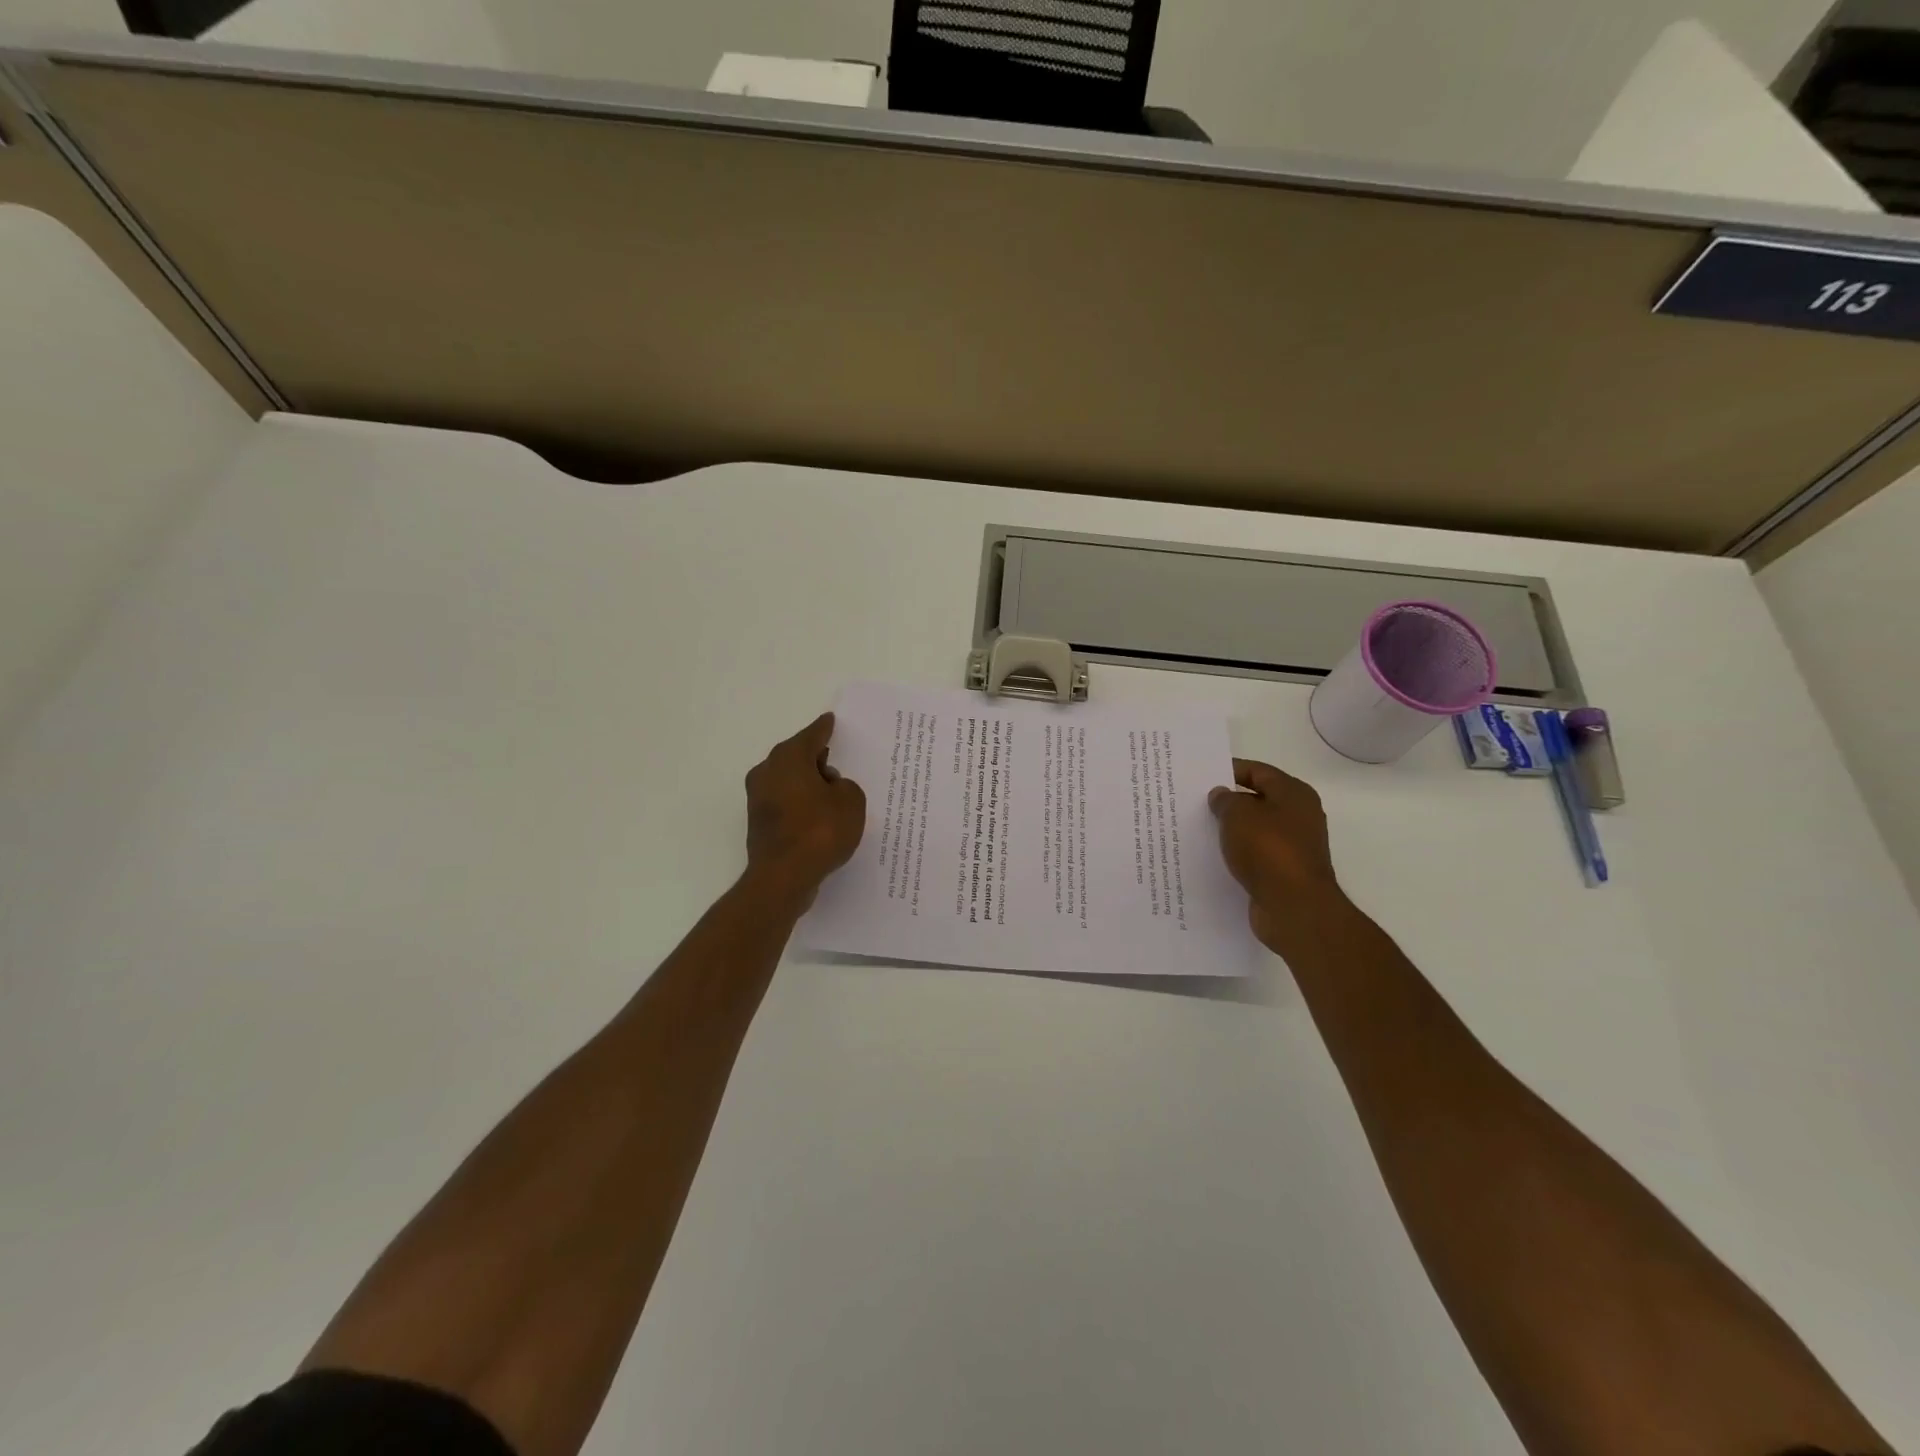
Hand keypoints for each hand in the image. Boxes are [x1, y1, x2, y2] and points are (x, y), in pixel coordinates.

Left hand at [744, 714, 866, 905]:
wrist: (783, 878)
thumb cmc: (820, 831)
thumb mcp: (851, 802)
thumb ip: (844, 787)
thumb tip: (829, 789)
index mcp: (788, 758)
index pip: (811, 736)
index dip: (824, 729)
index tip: (830, 720)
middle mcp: (767, 772)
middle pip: (796, 757)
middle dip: (815, 758)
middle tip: (835, 759)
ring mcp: (759, 799)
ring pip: (789, 781)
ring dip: (808, 784)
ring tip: (832, 793)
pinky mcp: (759, 823)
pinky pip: (786, 804)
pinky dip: (801, 805)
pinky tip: (819, 816)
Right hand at [1209, 758, 1342, 952]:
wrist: (1294, 907)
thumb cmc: (1268, 849)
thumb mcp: (1238, 815)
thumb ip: (1226, 800)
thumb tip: (1221, 795)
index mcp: (1294, 794)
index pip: (1258, 771)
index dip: (1229, 770)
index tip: (1201, 775)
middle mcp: (1299, 816)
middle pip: (1257, 800)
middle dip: (1228, 801)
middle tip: (1194, 802)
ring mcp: (1293, 846)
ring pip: (1254, 830)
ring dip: (1230, 830)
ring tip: (1198, 829)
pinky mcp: (1284, 872)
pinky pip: (1255, 855)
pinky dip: (1237, 854)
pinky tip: (1213, 857)